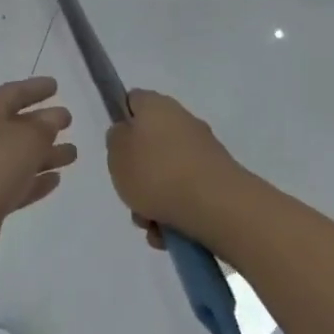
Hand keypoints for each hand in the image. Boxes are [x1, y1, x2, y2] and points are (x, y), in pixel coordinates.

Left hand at [0, 77, 76, 247]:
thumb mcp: (26, 139)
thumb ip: (44, 126)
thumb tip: (53, 117)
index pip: (12, 93)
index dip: (34, 88)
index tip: (55, 85)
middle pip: (16, 125)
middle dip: (42, 122)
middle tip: (68, 120)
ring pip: (19, 157)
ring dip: (45, 153)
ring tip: (73, 154)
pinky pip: (17, 184)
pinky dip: (35, 180)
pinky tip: (55, 180)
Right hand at [106, 89, 238, 240]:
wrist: (218, 207)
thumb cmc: (158, 174)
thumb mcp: (117, 154)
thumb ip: (116, 140)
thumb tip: (127, 134)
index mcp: (156, 106)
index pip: (132, 101)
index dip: (121, 120)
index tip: (114, 147)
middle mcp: (183, 121)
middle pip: (150, 143)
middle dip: (137, 173)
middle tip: (130, 193)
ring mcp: (204, 151)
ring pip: (166, 174)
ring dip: (154, 199)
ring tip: (150, 224)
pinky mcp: (219, 179)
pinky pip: (187, 193)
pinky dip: (175, 211)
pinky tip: (169, 233)